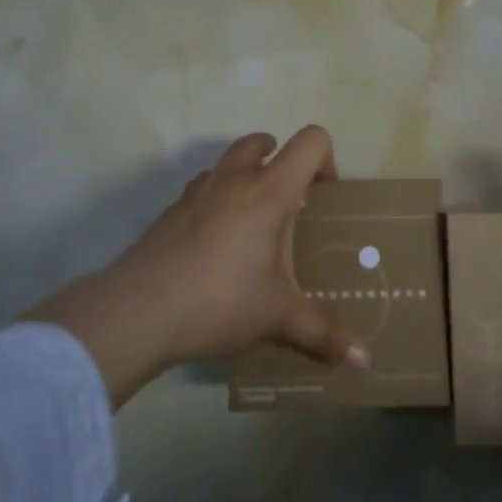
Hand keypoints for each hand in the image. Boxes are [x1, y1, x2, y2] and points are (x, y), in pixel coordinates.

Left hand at [27, 126, 366, 406]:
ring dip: (246, 179)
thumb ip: (323, 333)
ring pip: (228, 162)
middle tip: (288, 209)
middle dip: (280, 162)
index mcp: (269, 191)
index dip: (326, 159)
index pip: (310, 142)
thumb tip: (365, 360)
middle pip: (262, 141)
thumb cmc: (219, 301)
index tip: (323, 198)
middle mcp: (234, 179)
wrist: (136, 310)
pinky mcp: (171, 211)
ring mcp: (197, 191)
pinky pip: (203, 190)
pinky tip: (216, 249)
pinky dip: (217, 202)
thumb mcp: (277, 317)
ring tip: (252, 229)